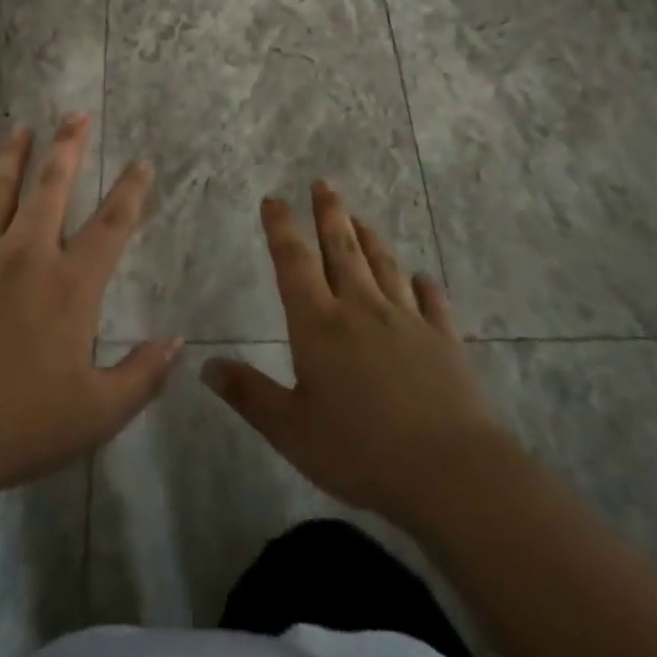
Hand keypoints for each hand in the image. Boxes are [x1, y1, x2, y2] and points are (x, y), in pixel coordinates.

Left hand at [0, 115, 180, 508]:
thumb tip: (177, 342)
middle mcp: (24, 255)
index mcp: (69, 285)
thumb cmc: (14, 427)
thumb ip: (141, 376)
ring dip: (11, 156)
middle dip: (68, 147)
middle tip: (75, 114)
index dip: (130, 191)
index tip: (141, 162)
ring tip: (20, 126)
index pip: (111, 225)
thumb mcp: (95, 414)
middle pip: (51, 187)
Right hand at [201, 183, 502, 532]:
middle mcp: (362, 309)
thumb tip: (206, 364)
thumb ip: (249, 394)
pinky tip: (421, 278)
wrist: (450, 471)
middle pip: (342, 250)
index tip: (274, 200)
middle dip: (329, 215)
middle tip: (323, 184)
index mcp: (319, 325)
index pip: (294, 263)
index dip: (281, 229)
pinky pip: (432, 302)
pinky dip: (424, 286)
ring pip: (384, 266)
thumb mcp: (291, 430)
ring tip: (359, 219)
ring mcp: (407, 321)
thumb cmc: (360, 450)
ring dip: (369, 239)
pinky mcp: (444, 340)